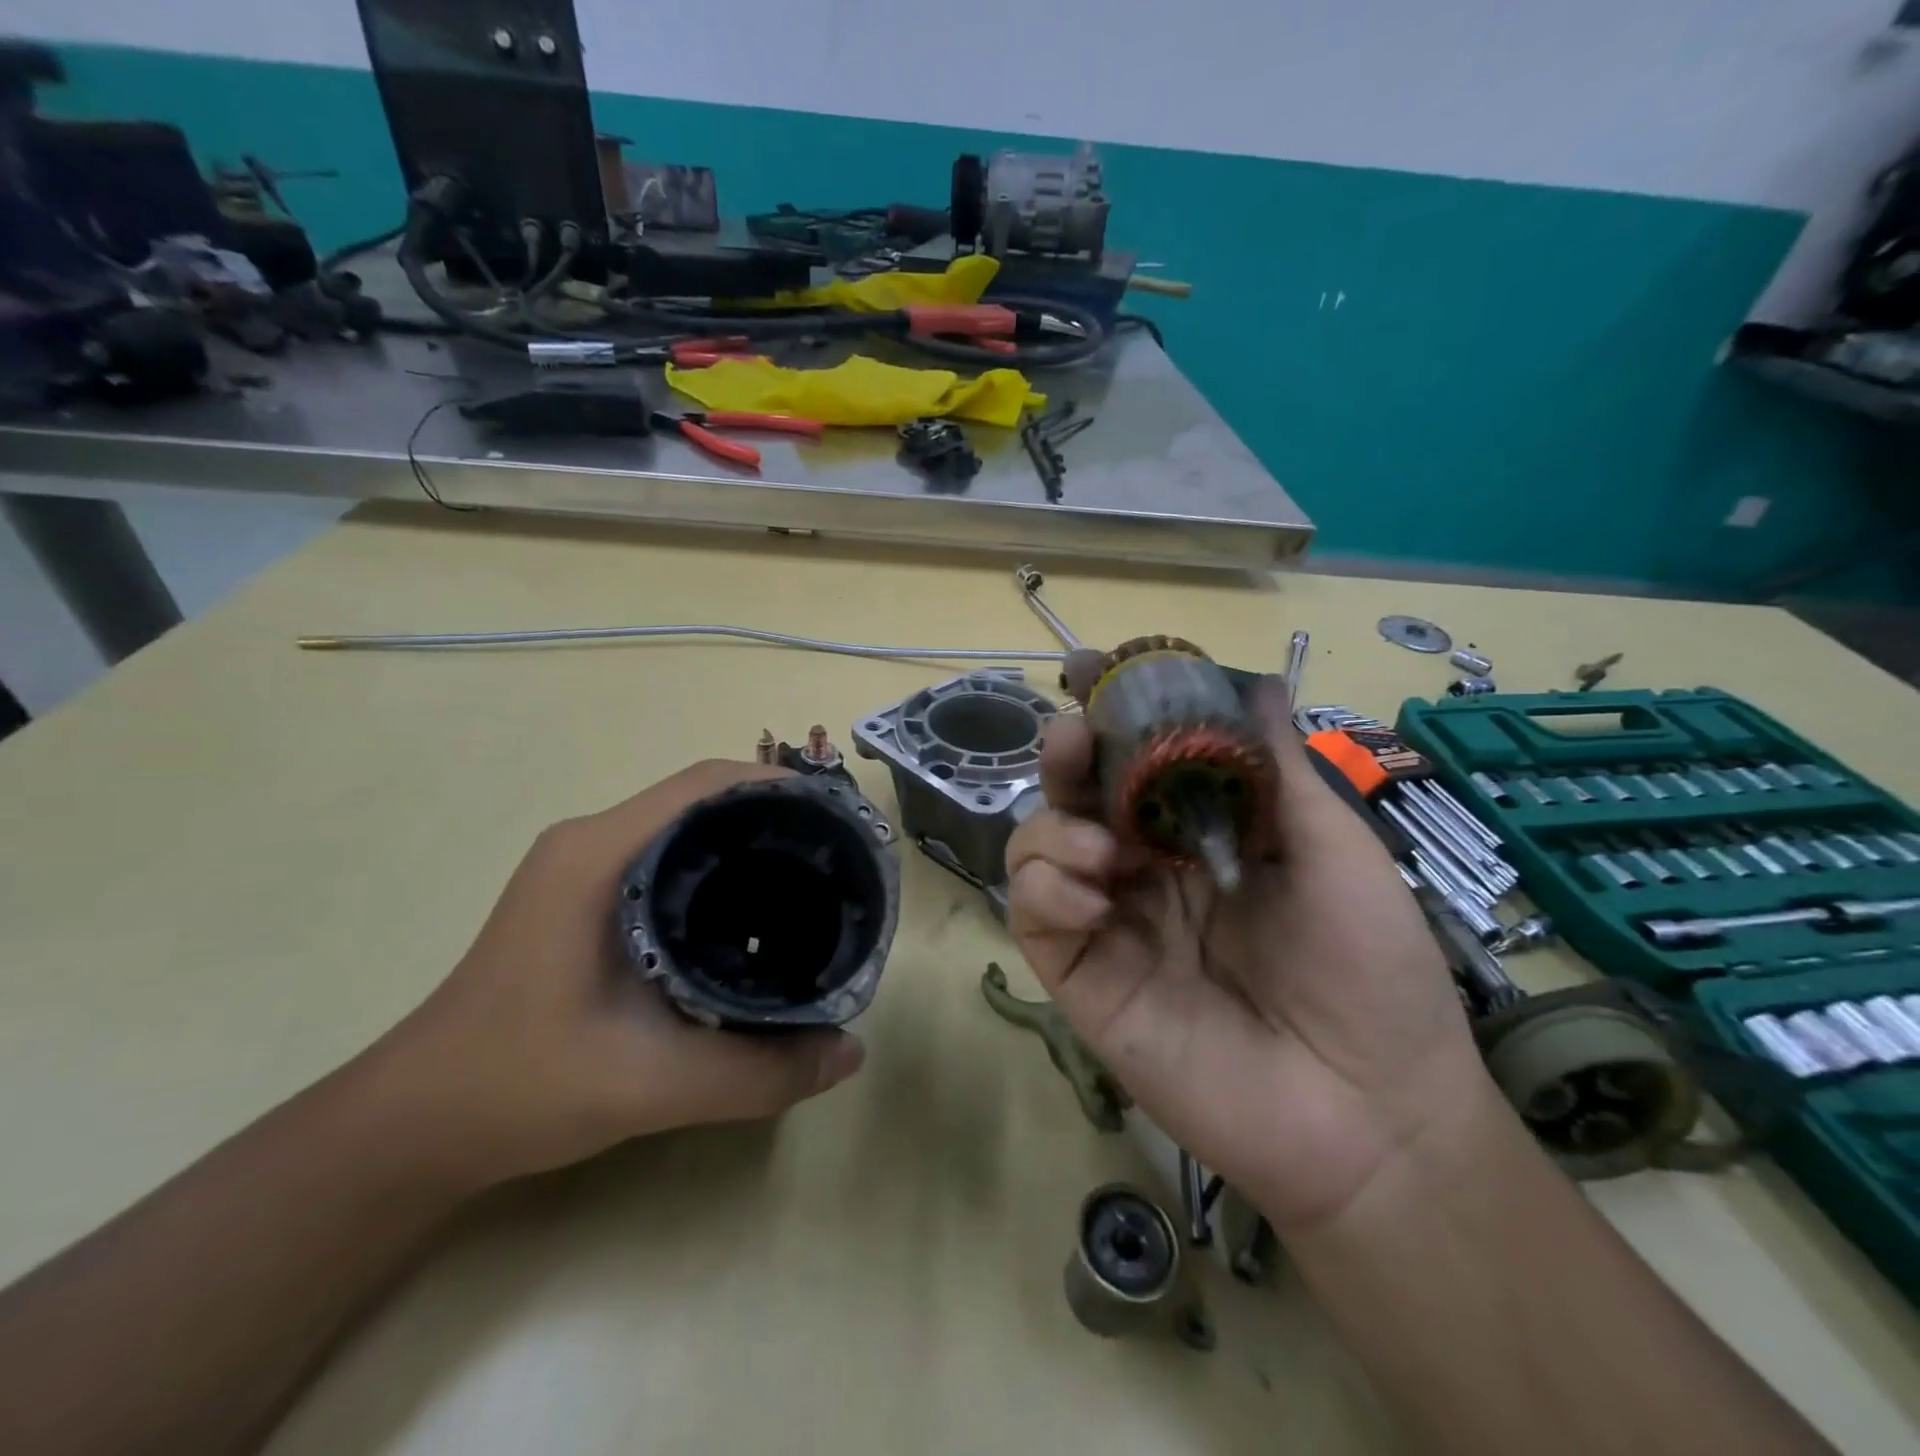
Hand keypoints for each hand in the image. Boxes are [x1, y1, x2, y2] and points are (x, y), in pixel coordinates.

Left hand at [361, 761, 865, 1191]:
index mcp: (598, 855)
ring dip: (747, 840)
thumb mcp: (650, 1085)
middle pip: (703, 798)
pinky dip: (717, 868)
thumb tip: (851, 1054)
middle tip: (837, 857)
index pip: (706, 784)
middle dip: (775, 814)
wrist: (414, 1125)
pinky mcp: (582, 895)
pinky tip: (752, 914)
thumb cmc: (519, 1087)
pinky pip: (667, 856)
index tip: (839, 820)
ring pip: (686, 827)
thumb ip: (757, 1073)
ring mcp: (582, 866)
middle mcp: (591, 841)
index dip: (780, 786)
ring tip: (811, 879)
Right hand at [1004, 690, 1496, 1233]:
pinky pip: (1032, 915)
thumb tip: (1257, 681)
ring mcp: (1110, 924)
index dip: (1109, 721)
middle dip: (1063, 759)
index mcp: (1201, 837)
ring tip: (1103, 850)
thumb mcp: (1333, 849)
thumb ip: (1279, 768)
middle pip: (1074, 798)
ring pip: (1035, 849)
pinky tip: (1095, 899)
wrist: (1372, 1114)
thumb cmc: (1368, 968)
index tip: (1090, 673)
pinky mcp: (1084, 979)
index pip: (1135, 766)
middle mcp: (1146, 871)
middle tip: (1073, 741)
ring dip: (1052, 829)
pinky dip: (1045, 889)